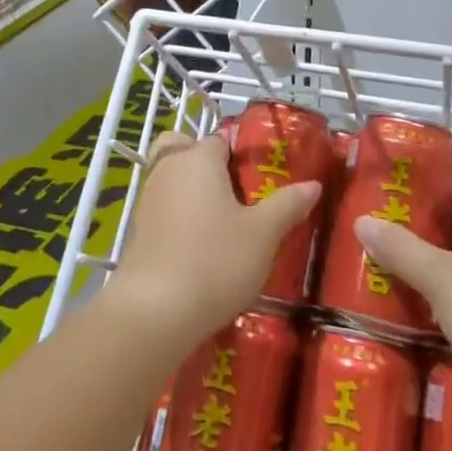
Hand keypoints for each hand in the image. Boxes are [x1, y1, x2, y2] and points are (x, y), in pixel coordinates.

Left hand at [107, 131, 321, 351]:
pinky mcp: (138, 230)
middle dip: (208, 164)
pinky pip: (164, 208)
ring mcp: (148, 199)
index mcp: (199, 158)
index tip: (263, 177)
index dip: (243, 153)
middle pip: (188, 151)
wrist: (154, 312)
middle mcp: (168, 169)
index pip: (222, 139)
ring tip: (225, 224)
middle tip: (237, 193)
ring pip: (173, 179)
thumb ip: (288, 204)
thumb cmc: (215, 261)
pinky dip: (180, 218)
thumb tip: (313, 184)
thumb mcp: (264, 234)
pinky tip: (201, 248)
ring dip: (193, 192)